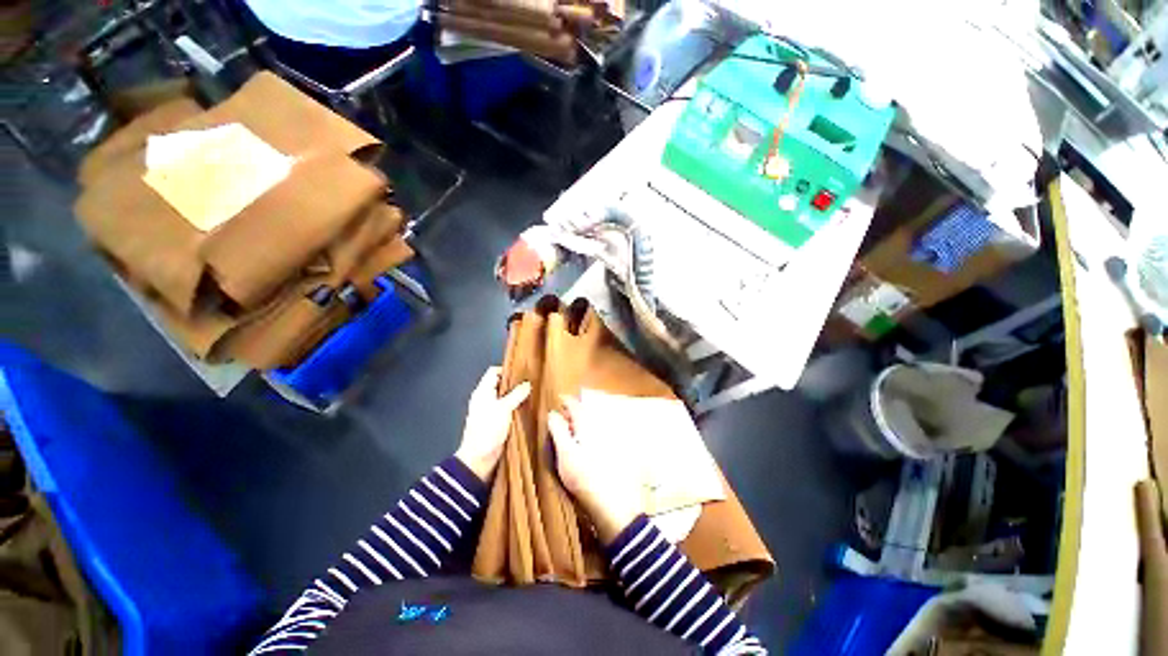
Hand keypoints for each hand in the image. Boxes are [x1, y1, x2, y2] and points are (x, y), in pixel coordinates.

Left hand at [455, 367, 530, 480]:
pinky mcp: (497, 421)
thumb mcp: (503, 409)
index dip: (507, 369)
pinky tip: (529, 407)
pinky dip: (517, 406)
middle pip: (501, 384)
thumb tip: (528, 383)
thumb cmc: (488, 429)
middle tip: (533, 381)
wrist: (479, 459)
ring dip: (518, 395)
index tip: (523, 371)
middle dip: (515, 383)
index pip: (493, 372)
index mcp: (482, 392)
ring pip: (506, 397)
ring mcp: (491, 411)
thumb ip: (516, 395)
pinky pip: (508, 409)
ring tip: (534, 393)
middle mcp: (485, 398)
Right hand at [548, 395, 641, 544]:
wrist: (612, 504)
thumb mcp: (565, 453)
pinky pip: (596, 434)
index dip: (564, 400)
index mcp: (588, 424)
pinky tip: (581, 448)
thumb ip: (558, 430)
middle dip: (571, 414)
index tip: (555, 401)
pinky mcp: (612, 450)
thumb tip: (552, 413)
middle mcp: (600, 426)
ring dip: (578, 425)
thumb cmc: (584, 477)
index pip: (575, 404)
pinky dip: (586, 435)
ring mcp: (608, 438)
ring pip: (590, 424)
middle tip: (558, 422)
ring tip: (568, 435)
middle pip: (583, 413)